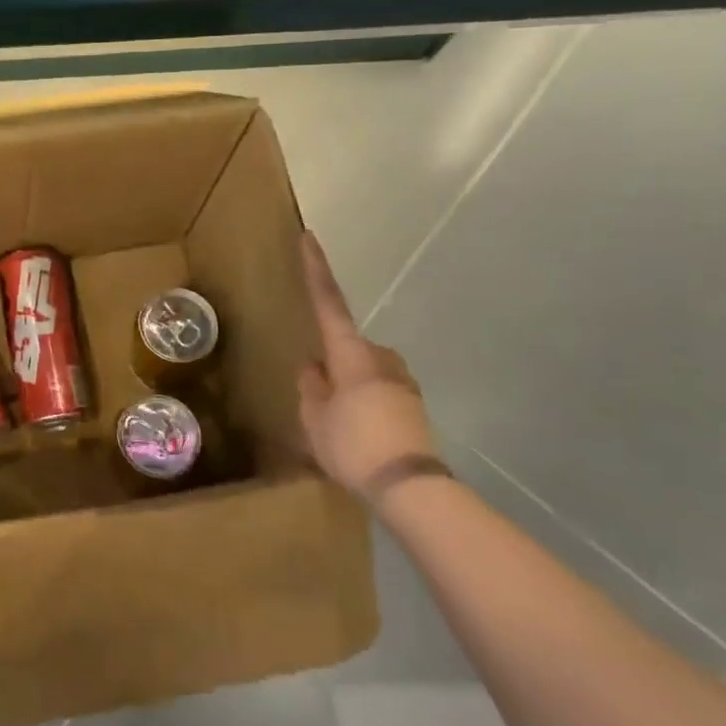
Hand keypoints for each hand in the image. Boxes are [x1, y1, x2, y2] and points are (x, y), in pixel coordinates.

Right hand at [295, 231, 437, 500]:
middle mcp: (380, 359)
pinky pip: (379, 394)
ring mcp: (402, 382)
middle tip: (319, 399)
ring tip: (339, 427)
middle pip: (348, 347)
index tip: (310, 237)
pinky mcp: (414, 406)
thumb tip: (314, 368)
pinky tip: (359, 438)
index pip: (328, 303)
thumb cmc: (353, 445)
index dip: (317, 270)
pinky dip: (366, 406)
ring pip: (364, 372)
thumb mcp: (314, 418)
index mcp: (350, 355)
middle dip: (333, 364)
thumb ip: (311, 388)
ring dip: (350, 388)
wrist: (411, 489)